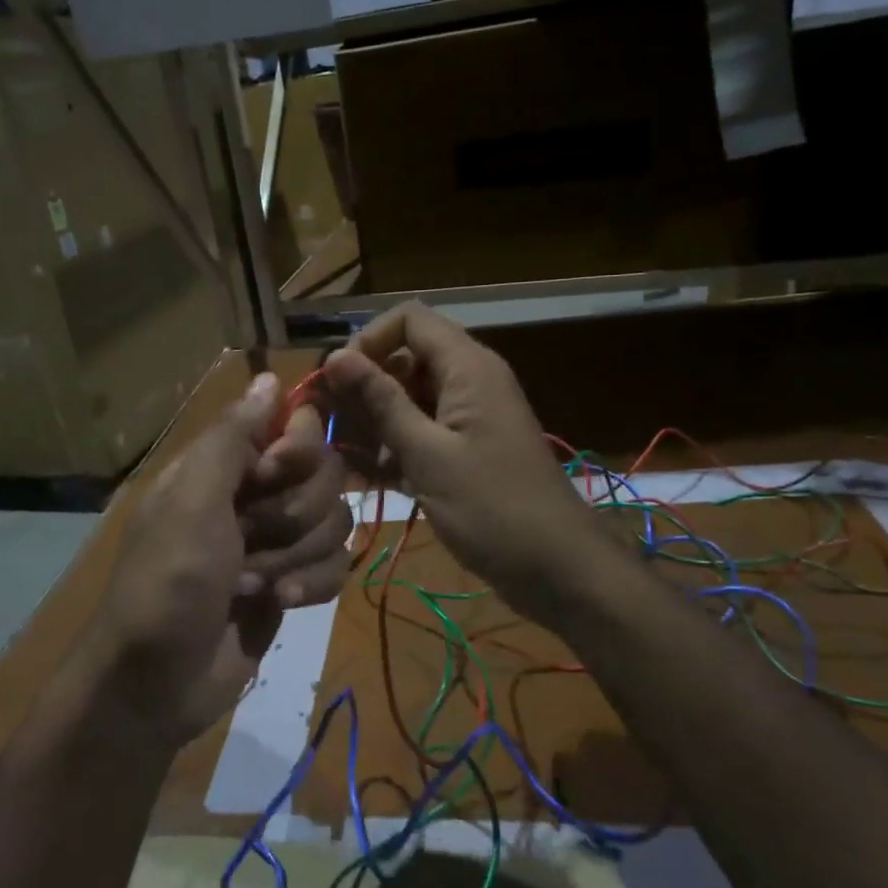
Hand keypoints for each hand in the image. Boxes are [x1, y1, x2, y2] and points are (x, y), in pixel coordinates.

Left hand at [84, 373, 351, 748]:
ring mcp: (277, 541)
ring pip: (335, 521)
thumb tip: (270, 375)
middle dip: (295, 515)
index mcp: (225, 466)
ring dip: (299, 557)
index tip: (274, 474)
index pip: (294, 426)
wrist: (156, 685)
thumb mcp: (191, 502)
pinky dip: (313, 584)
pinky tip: (280, 605)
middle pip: (325, 475)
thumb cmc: (167, 584)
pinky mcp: (295, 582)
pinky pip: (337, 565)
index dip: (297, 449)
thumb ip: (233, 437)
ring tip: (255, 585)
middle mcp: (255, 495)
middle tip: (251, 539)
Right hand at [324, 303, 609, 625]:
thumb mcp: (427, 454)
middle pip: (406, 358)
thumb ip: (381, 402)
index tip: (339, 381)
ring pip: (410, 398)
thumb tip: (335, 356)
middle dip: (366, 386)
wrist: (557, 568)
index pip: (409, 319)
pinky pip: (423, 430)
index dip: (368, 340)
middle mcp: (469, 380)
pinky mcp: (467, 449)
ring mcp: (470, 416)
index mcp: (467, 367)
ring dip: (375, 421)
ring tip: (343, 457)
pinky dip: (396, 446)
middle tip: (330, 424)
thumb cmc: (491, 507)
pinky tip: (367, 476)